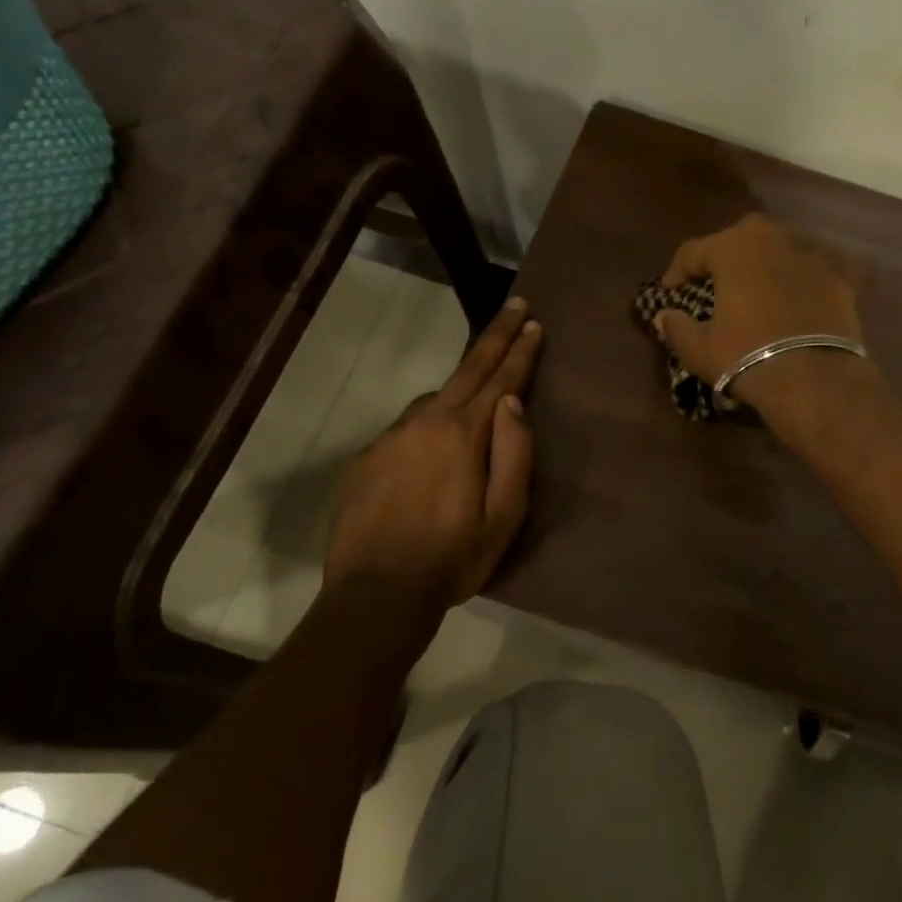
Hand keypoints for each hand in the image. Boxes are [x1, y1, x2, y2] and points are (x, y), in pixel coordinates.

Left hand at [324, 296, 542, 605]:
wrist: (375, 595)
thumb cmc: (452, 558)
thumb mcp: (504, 516)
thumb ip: (514, 453)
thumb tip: (512, 401)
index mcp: (463, 434)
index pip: (500, 379)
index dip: (520, 350)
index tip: (534, 321)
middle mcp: (425, 422)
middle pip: (467, 369)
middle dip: (495, 335)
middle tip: (515, 306)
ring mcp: (390, 437)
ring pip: (433, 399)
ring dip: (460, 387)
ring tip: (477, 396)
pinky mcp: (367, 457)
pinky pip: (407, 428)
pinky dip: (427, 424)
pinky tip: (431, 451)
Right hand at [654, 215, 872, 431]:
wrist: (814, 379)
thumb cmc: (747, 358)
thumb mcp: (700, 349)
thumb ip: (677, 328)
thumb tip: (664, 316)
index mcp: (733, 248)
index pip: (693, 251)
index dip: (677, 271)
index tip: (670, 292)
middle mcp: (773, 239)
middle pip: (741, 237)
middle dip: (725, 255)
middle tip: (717, 282)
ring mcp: (812, 254)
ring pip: (782, 246)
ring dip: (768, 260)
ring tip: (760, 285)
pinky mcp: (842, 276)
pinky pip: (823, 265)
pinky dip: (812, 272)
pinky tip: (808, 287)